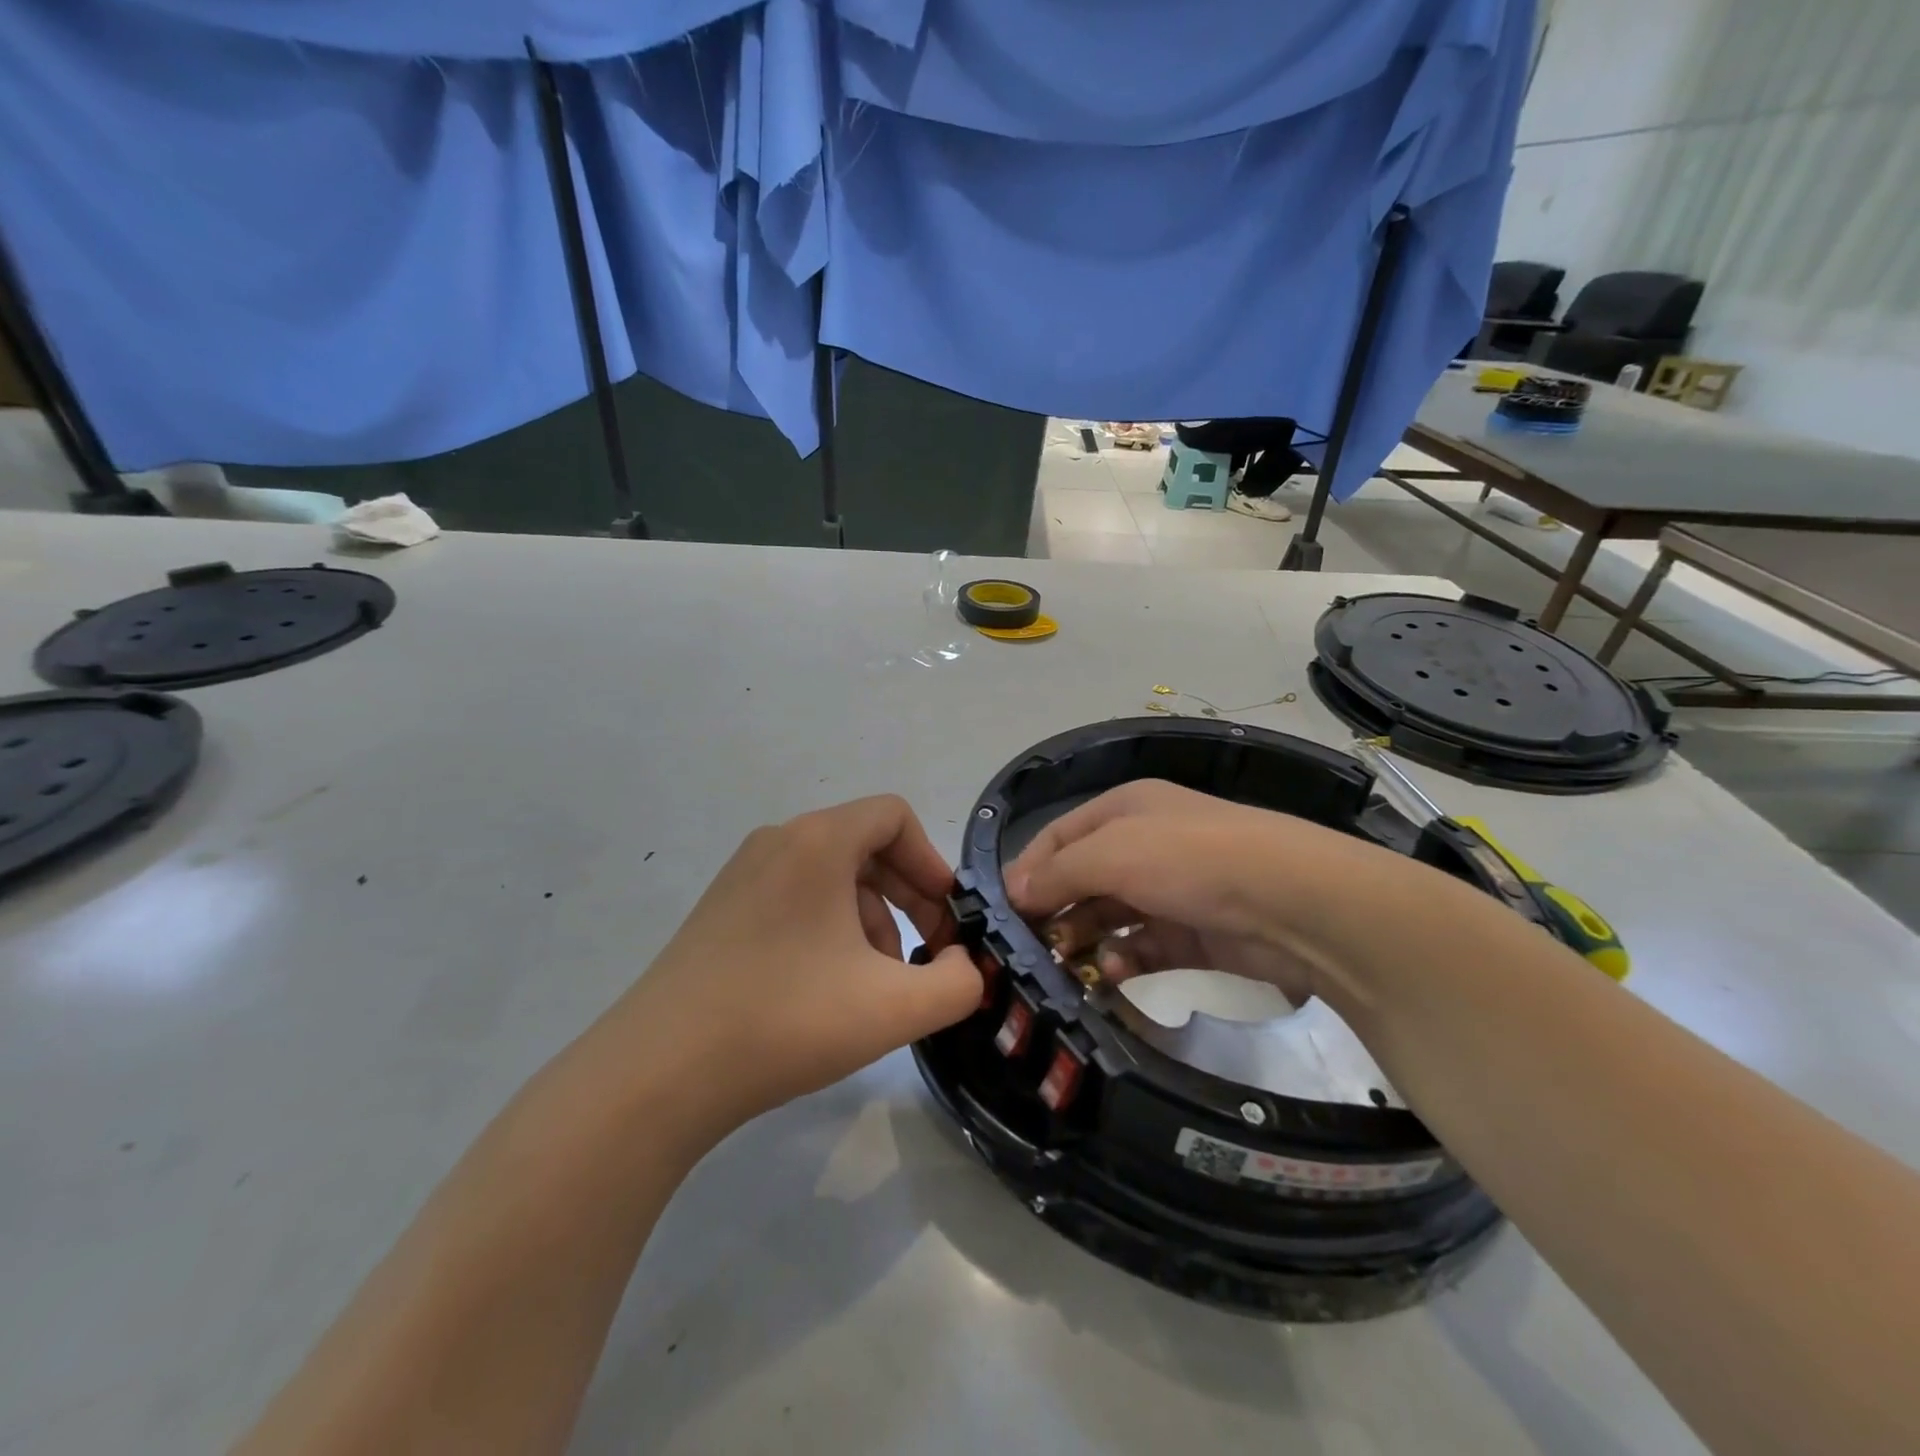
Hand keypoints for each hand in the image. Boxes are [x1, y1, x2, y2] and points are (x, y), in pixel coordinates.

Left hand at [611, 795, 980, 1138]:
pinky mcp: (721, 910)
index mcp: (818, 841)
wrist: (658, 1073)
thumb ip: (957, 983)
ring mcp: (742, 875)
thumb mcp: (895, 1008)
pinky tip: (828, 988)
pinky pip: (796, 898)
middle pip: (865, 845)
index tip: (946, 919)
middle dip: (907, 897)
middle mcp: (778, 842)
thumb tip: (962, 966)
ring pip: (831, 876)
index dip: (931, 862)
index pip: (894, 816)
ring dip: (870, 918)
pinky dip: (829, 928)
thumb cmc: (786, 1020)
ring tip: (875, 982)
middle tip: (925, 954)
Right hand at [1005, 780, 1381, 1003]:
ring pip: (1107, 917)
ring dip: (1083, 941)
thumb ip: (1058, 872)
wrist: (1295, 903)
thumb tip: (1014, 891)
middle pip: (1080, 879)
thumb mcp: (1113, 853)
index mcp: (1123, 810)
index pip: (1057, 837)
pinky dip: (1121, 961)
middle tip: (1026, 952)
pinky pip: (1140, 949)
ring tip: (1062, 969)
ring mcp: (1169, 891)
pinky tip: (1110, 975)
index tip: (1000, 912)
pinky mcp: (1191, 935)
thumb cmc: (1190, 860)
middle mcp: (1143, 845)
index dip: (1027, 870)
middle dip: (1052, 912)